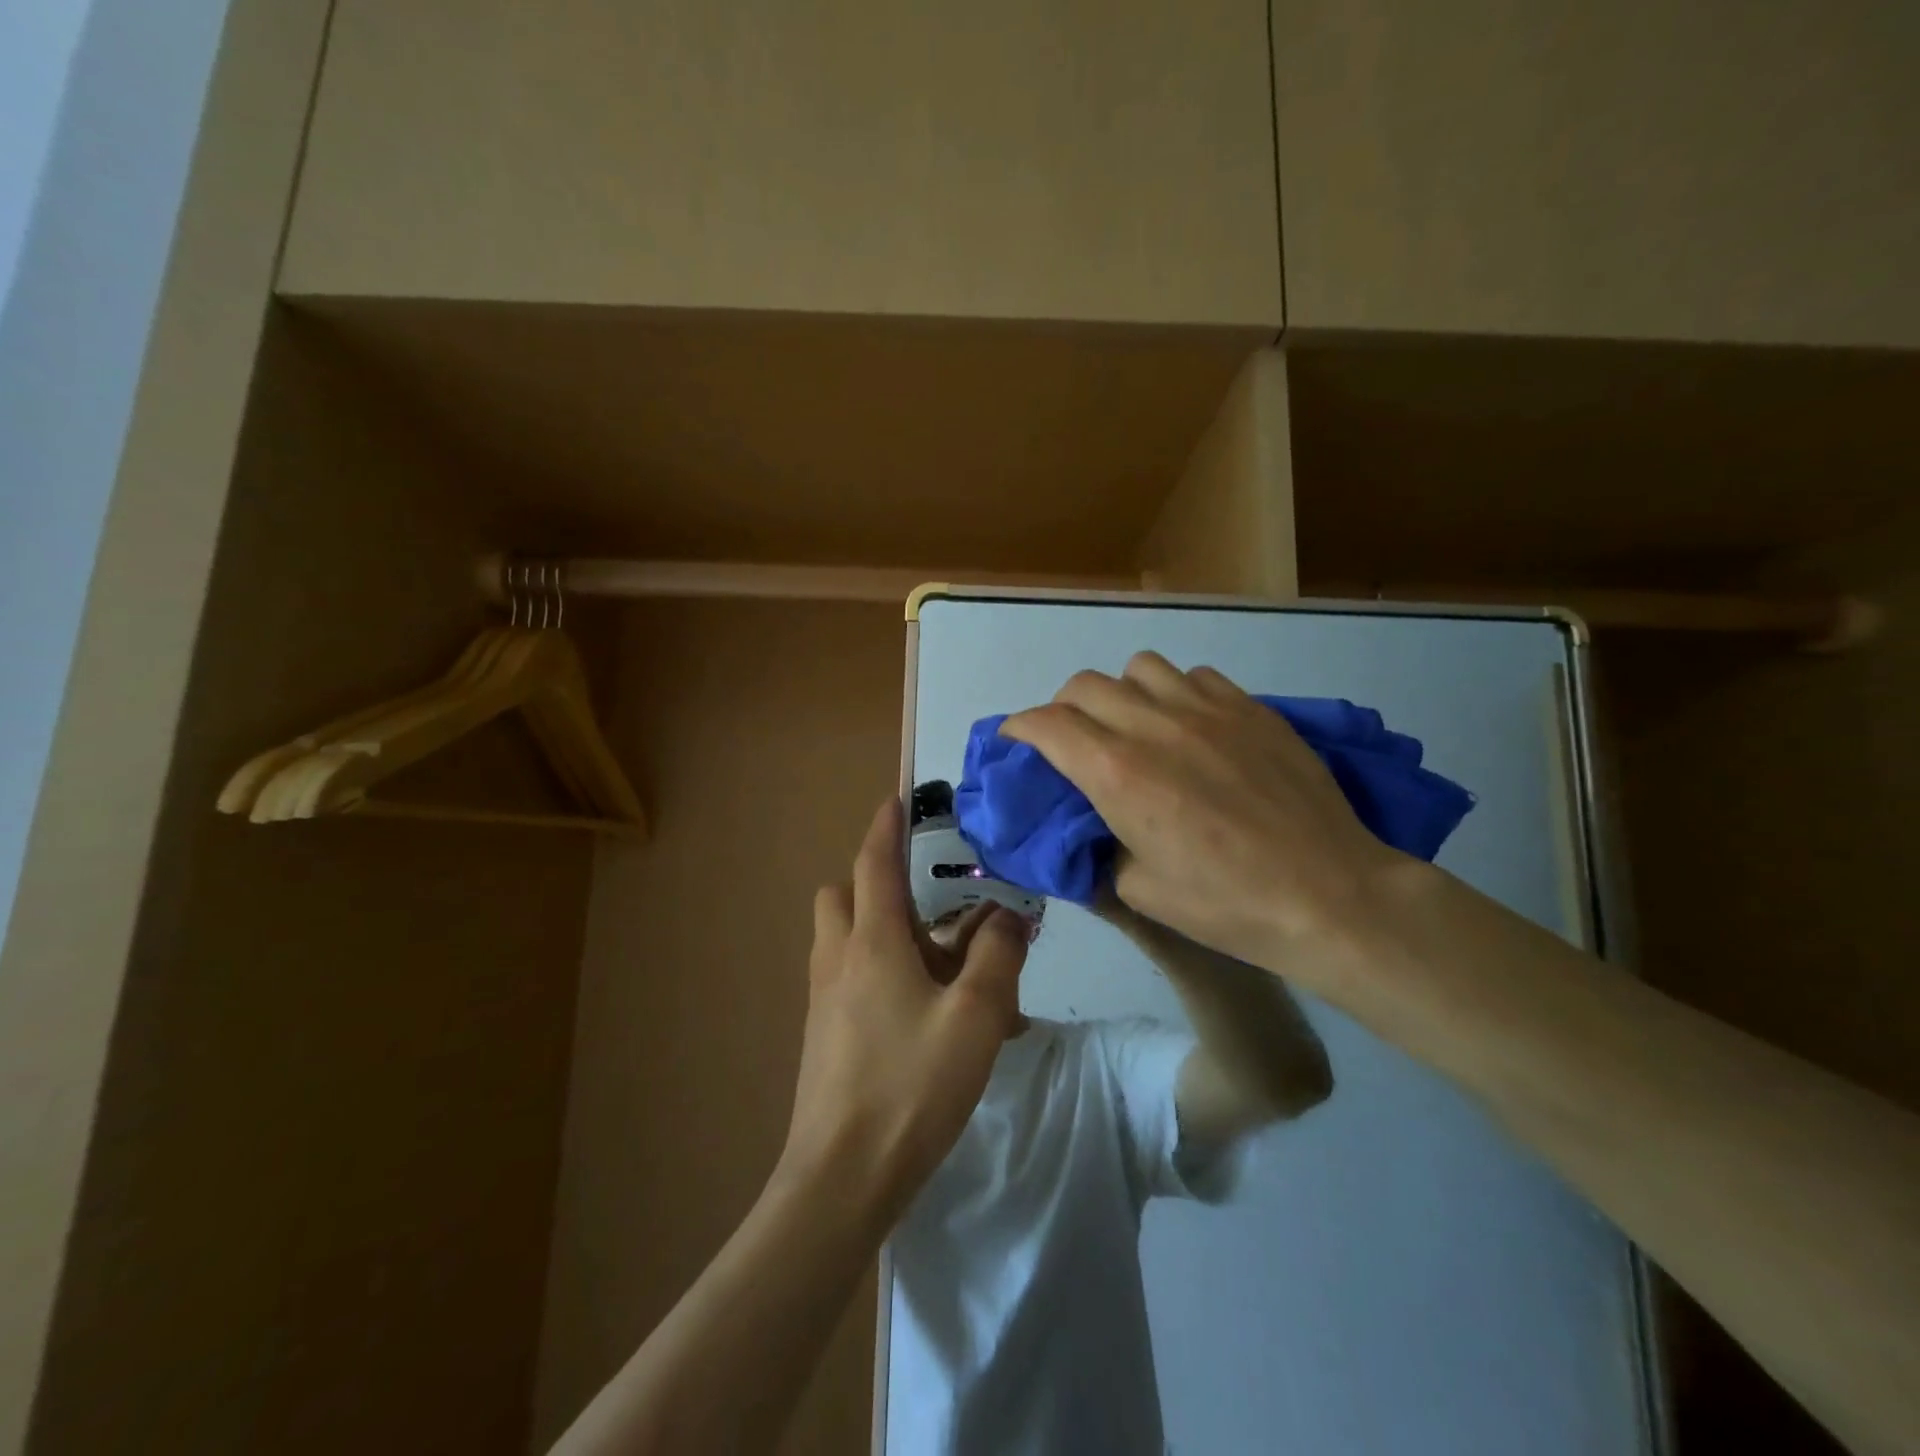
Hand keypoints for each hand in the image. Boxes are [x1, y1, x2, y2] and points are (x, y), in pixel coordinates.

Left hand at [782, 799, 1029, 1218]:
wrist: (841, 1177)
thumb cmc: (911, 1086)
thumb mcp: (975, 1018)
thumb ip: (997, 957)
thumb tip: (1009, 915)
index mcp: (871, 943)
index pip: (874, 863)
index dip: (886, 826)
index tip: (897, 799)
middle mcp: (838, 960)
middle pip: (844, 897)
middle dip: (876, 884)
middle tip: (927, 907)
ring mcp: (823, 1000)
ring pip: (845, 940)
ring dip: (882, 932)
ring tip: (939, 966)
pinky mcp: (823, 1035)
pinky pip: (848, 980)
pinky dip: (880, 974)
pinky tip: (925, 1018)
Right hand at [1003, 652, 1405, 976]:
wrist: (1329, 895)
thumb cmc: (1227, 904)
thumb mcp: (1140, 891)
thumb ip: (1104, 846)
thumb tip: (1098, 827)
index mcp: (1118, 773)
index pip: (1046, 724)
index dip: (1019, 728)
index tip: (1016, 743)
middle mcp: (1154, 726)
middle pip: (1084, 685)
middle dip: (1063, 709)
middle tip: (1072, 742)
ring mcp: (1206, 708)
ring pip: (1139, 667)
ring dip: (1121, 693)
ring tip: (1135, 726)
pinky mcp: (1250, 707)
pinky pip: (1195, 676)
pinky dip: (1175, 693)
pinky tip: (1191, 726)